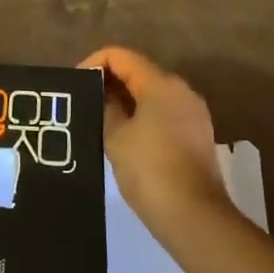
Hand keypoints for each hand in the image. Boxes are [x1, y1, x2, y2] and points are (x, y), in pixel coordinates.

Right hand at [79, 46, 230, 227]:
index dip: (94, 63)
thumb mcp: (115, 137)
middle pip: (139, 71)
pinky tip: (125, 136)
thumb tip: (104, 94)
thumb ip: (106, 107)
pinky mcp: (197, 133)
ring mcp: (193, 112)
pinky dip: (143, 114)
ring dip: (126, 99)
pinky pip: (164, 111)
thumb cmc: (149, 170)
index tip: (76, 85)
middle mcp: (181, 90)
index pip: (120, 56)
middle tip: (85, 102)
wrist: (194, 216)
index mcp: (161, 83)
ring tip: (101, 119)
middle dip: (110, 81)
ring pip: (152, 92)